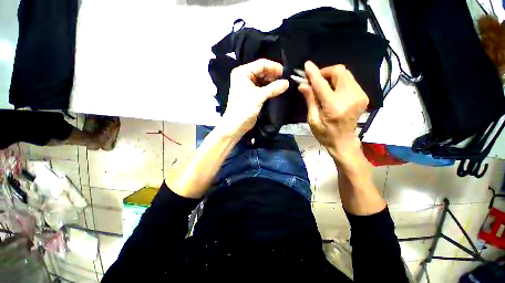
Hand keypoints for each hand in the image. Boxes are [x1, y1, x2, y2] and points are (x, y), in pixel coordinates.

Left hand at [221, 59, 288, 136]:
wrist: (236, 125)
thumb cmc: (244, 108)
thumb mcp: (259, 97)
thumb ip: (273, 88)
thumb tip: (287, 83)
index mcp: (243, 72)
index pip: (261, 64)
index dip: (274, 67)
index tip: (286, 73)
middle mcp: (244, 76)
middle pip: (262, 71)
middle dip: (274, 75)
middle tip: (285, 80)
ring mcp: (247, 85)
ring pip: (263, 79)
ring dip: (272, 82)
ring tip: (283, 85)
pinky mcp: (251, 93)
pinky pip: (262, 87)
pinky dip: (269, 88)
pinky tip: (277, 90)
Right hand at [299, 61, 368, 159]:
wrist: (344, 141)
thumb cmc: (325, 134)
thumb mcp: (313, 120)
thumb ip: (310, 100)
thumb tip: (303, 85)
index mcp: (334, 107)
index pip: (322, 84)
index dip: (314, 73)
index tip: (307, 65)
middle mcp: (350, 98)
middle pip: (340, 72)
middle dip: (325, 72)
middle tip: (316, 81)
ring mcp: (359, 96)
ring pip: (346, 74)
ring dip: (332, 76)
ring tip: (323, 86)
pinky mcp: (363, 96)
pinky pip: (350, 80)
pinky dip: (339, 81)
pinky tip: (332, 90)